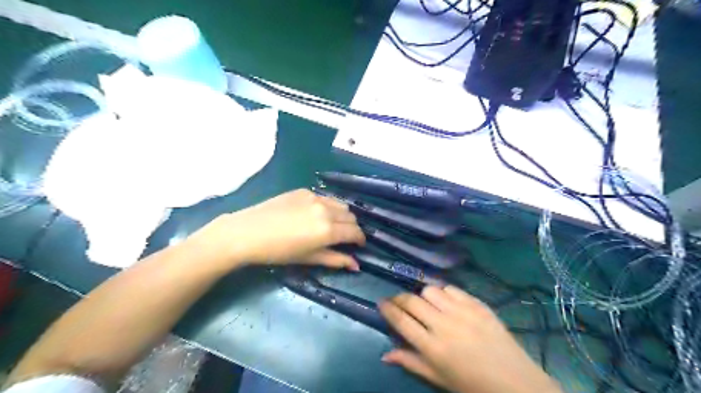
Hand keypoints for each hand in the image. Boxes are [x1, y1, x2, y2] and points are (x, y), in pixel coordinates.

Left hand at [185, 188, 366, 269]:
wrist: (247, 232)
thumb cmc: (278, 252)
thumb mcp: (308, 258)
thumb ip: (335, 260)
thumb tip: (356, 265)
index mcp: (328, 230)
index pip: (355, 232)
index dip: (360, 239)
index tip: (358, 245)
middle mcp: (326, 210)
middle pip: (351, 216)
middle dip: (352, 227)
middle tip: (344, 237)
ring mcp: (315, 197)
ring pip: (340, 204)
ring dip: (342, 215)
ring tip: (332, 225)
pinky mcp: (304, 191)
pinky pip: (324, 197)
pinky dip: (327, 206)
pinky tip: (315, 214)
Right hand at [382, 285, 561, 391]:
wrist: (515, 383)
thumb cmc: (472, 385)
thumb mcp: (438, 379)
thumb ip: (410, 362)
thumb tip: (385, 354)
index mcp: (432, 347)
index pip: (401, 320)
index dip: (387, 309)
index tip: (381, 303)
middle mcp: (444, 325)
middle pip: (412, 301)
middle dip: (399, 298)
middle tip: (398, 302)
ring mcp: (462, 312)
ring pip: (430, 290)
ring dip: (423, 296)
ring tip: (426, 304)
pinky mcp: (477, 304)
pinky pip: (452, 288)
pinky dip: (444, 293)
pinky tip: (446, 301)